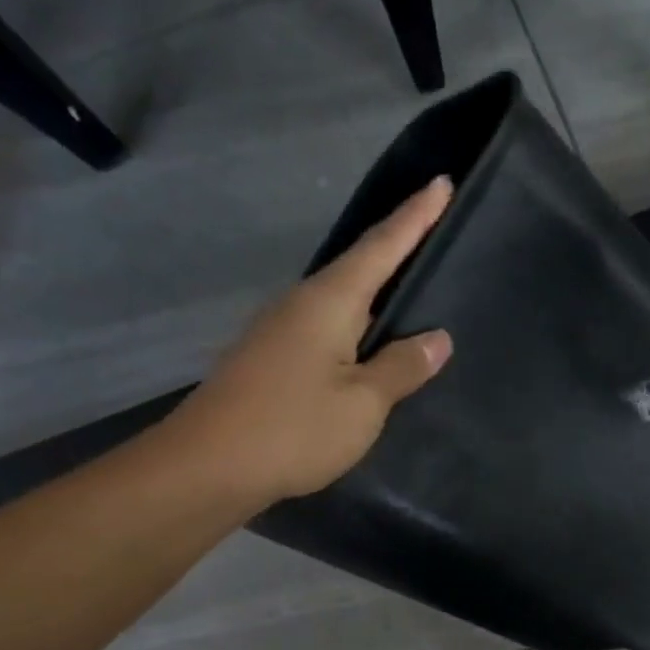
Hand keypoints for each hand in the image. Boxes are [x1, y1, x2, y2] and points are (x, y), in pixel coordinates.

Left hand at [163, 177, 454, 508]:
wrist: (207, 467)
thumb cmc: (294, 428)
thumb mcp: (363, 403)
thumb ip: (401, 368)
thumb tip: (436, 339)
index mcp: (329, 302)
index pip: (382, 247)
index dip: (415, 217)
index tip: (441, 182)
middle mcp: (302, 305)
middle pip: (360, 267)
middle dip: (398, 246)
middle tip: (435, 230)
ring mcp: (283, 331)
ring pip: (344, 301)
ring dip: (378, 291)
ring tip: (414, 288)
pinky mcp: (274, 359)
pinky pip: (330, 329)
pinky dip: (359, 326)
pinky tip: (373, 344)